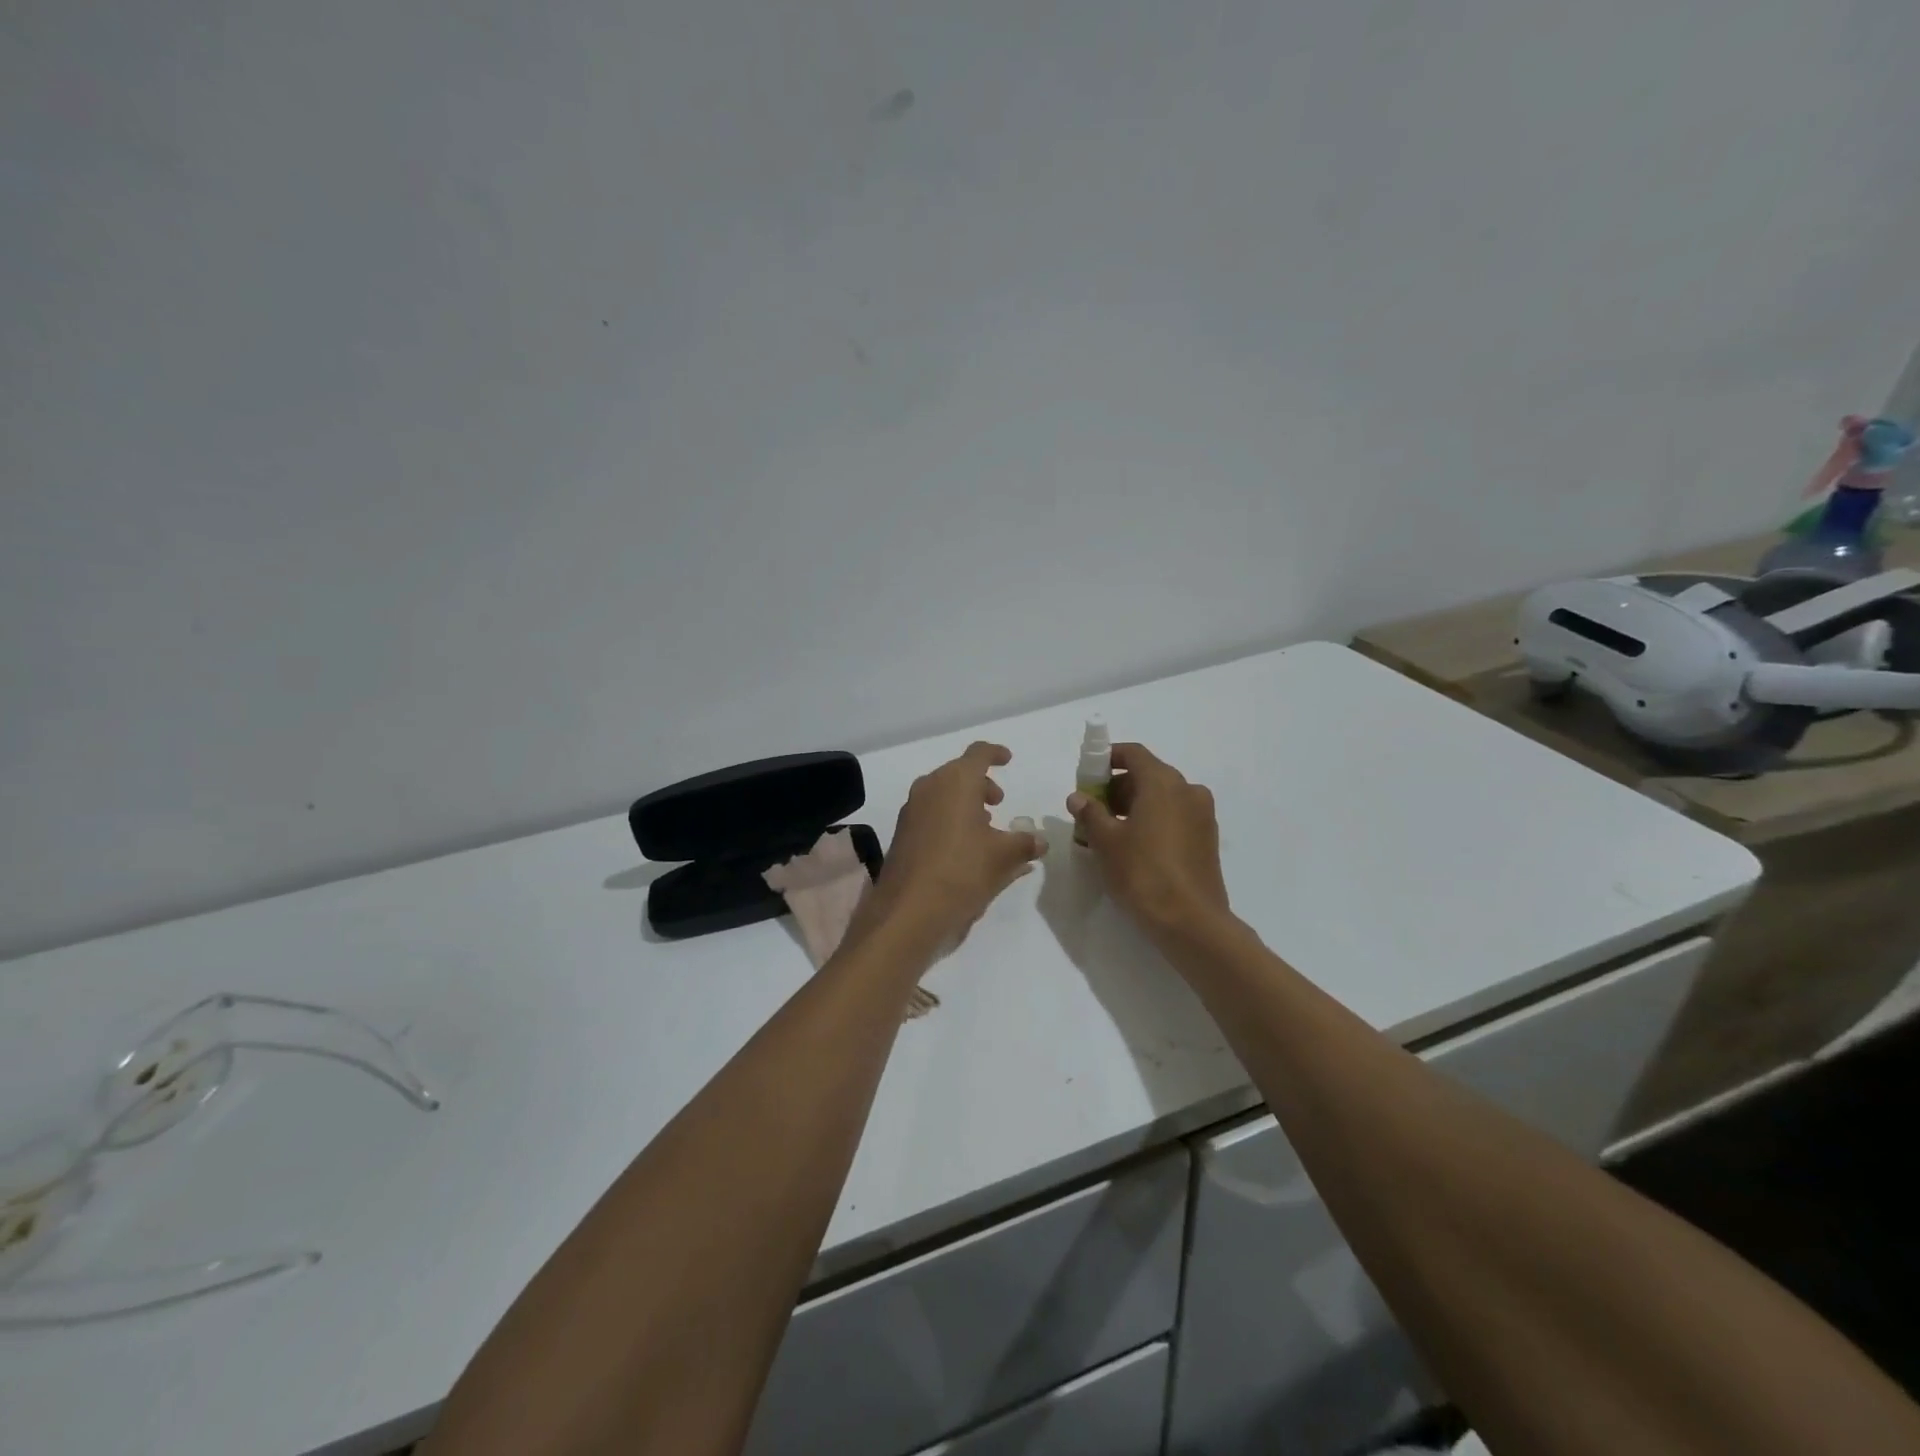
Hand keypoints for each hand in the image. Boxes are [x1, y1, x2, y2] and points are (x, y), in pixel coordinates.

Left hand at [859, 742, 1044, 947]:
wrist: (908, 910)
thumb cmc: (962, 871)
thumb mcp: (1003, 858)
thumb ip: (1025, 844)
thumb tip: (1039, 841)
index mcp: (956, 782)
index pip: (978, 753)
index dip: (995, 753)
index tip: (1008, 759)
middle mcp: (929, 788)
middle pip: (958, 773)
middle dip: (981, 784)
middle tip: (998, 802)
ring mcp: (911, 811)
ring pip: (943, 794)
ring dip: (964, 804)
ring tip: (984, 829)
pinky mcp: (902, 834)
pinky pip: (931, 814)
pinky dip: (949, 820)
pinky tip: (963, 848)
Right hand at [1067, 743, 1232, 938]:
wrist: (1190, 921)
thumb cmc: (1142, 872)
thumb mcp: (1106, 841)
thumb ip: (1090, 813)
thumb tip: (1078, 797)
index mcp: (1163, 782)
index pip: (1133, 754)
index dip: (1107, 758)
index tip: (1087, 775)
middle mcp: (1188, 790)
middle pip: (1147, 774)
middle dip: (1117, 786)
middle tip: (1092, 809)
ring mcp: (1202, 815)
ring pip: (1162, 797)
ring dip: (1134, 805)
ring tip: (1109, 831)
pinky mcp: (1207, 838)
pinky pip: (1174, 816)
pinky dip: (1153, 820)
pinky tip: (1134, 846)